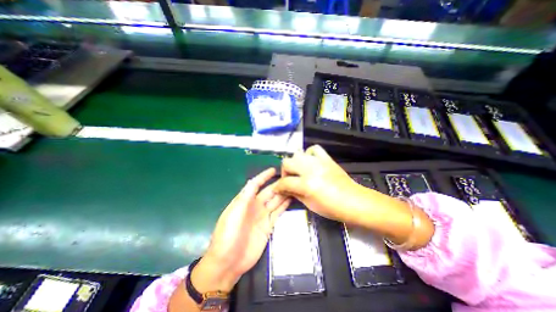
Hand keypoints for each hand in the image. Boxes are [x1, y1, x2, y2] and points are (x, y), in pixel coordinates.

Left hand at [191, 169, 291, 292]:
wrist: (227, 263)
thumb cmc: (227, 236)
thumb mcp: (233, 214)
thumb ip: (244, 198)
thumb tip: (253, 181)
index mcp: (244, 201)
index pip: (255, 185)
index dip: (263, 177)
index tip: (273, 170)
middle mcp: (254, 206)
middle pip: (268, 192)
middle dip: (278, 185)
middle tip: (290, 178)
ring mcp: (262, 216)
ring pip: (275, 201)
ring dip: (283, 194)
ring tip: (294, 187)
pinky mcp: (268, 226)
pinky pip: (278, 213)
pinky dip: (284, 206)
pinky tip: (291, 200)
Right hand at [273, 145, 360, 221]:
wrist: (353, 201)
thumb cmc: (331, 208)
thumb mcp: (309, 204)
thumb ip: (294, 194)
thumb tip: (285, 189)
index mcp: (306, 184)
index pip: (285, 182)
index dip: (278, 187)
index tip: (278, 189)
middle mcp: (310, 169)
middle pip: (287, 162)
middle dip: (285, 172)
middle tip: (289, 179)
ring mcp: (319, 162)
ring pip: (297, 154)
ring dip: (294, 163)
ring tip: (299, 171)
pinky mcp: (327, 159)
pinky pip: (314, 149)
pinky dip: (309, 153)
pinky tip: (310, 161)